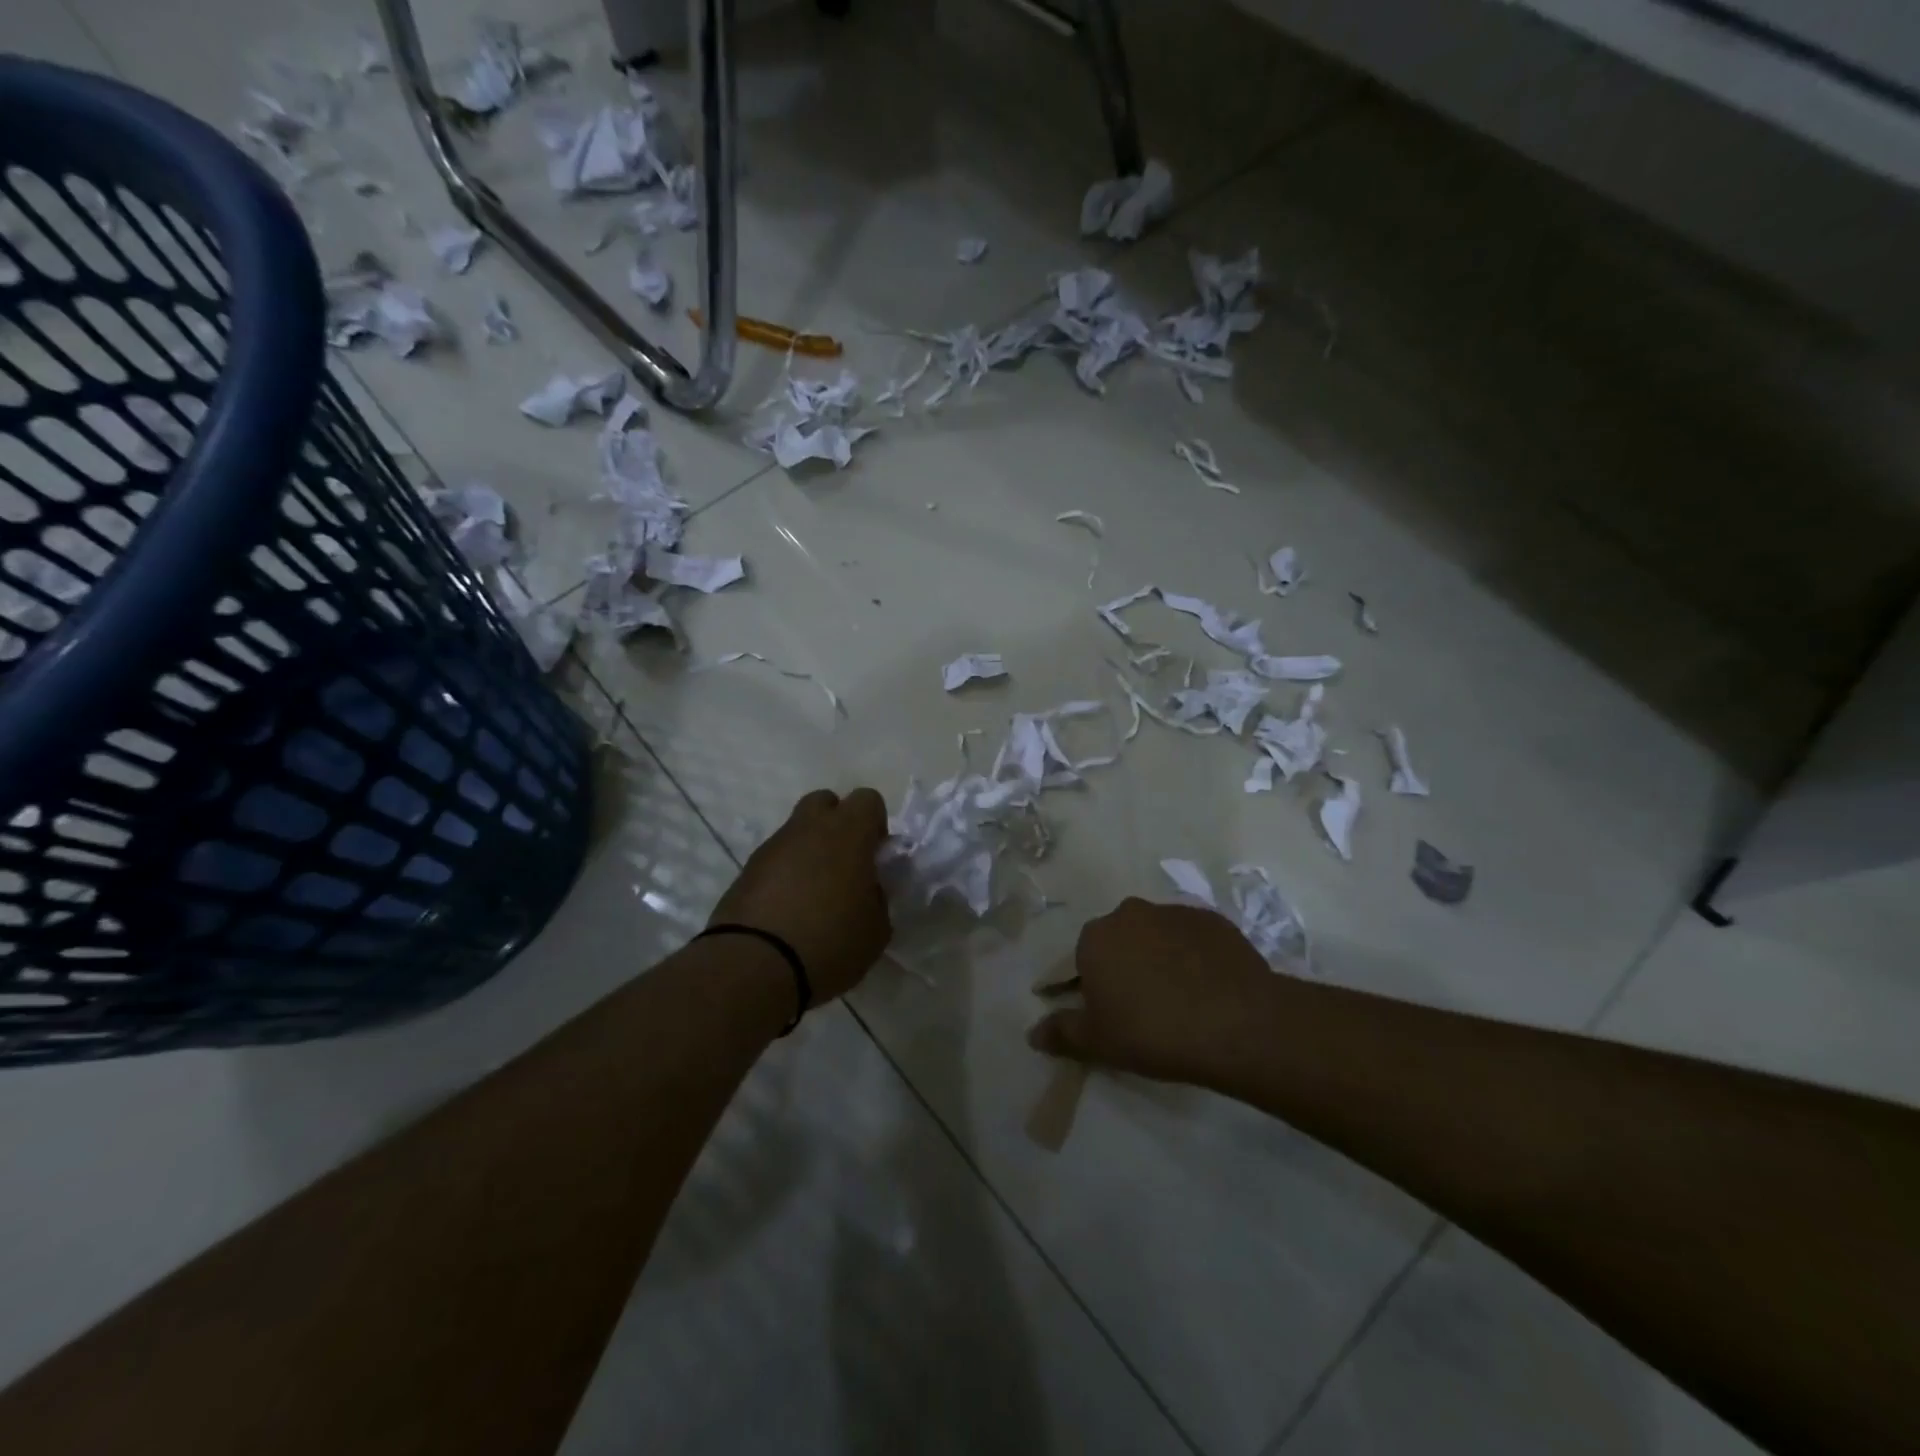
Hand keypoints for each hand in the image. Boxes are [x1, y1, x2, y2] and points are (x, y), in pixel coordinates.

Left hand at [710, 788, 892, 1004]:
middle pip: (825, 802)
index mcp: (848, 832)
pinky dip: (785, 875)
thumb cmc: (830, 941)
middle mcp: (809, 828)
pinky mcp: (746, 870)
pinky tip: (788, 911)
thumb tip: (868, 890)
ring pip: (797, 832)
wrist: (755, 965)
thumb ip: (878, 898)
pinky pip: (775, 860)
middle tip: (845, 866)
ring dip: (809, 852)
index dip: (875, 825)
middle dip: (837, 824)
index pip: (869, 799)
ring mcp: (773, 846)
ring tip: (814, 897)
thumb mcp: (877, 928)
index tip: (875, 858)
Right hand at [1028, 897, 1275, 1084]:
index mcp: (1096, 937)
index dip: (1091, 988)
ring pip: (1156, 936)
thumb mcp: (1098, 1042)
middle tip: (1141, 1009)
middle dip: (1124, 967)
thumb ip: (1062, 1033)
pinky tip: (1207, 988)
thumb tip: (1032, 1033)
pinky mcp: (1214, 920)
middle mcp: (1130, 913)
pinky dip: (1193, 956)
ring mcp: (1174, 912)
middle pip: (1119, 941)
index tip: (1107, 1015)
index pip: (1081, 960)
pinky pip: (1192, 938)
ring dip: (1159, 958)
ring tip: (1179, 1000)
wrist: (1236, 1022)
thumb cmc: (1152, 1031)